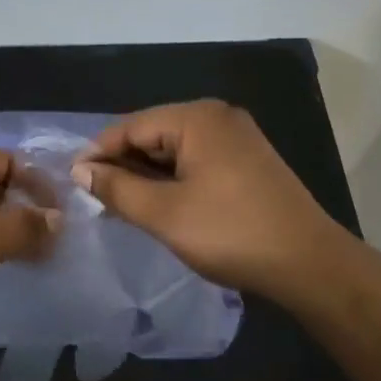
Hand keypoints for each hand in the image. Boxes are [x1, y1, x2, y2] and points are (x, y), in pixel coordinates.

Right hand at [71, 100, 338, 297]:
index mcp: (197, 118)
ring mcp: (236, 138)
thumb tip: (80, 170)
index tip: (72, 181)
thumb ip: (116, 188)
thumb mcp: (163, 213)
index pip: (130, 126)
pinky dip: (171, 179)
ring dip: (145, 175)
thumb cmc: (230, 233)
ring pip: (173, 149)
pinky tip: (156, 204)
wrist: (309, 264)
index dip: (97, 153)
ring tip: (119, 204)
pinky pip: (195, 161)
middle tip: (94, 197)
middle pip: (152, 133)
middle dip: (122, 164)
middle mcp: (218, 117)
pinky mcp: (246, 161)